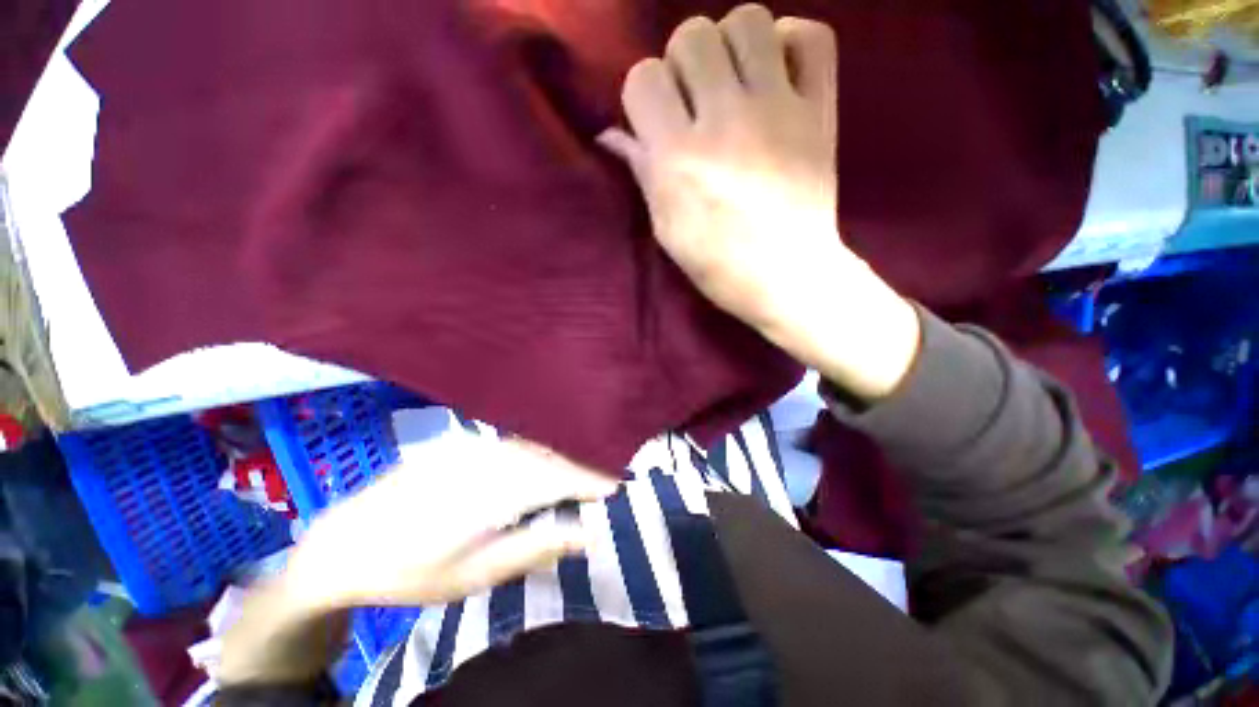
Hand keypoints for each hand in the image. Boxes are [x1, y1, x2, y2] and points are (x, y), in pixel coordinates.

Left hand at [221, 432, 617, 685]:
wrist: (344, 544)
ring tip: (585, 470)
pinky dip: (539, 451)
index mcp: (491, 490)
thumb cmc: (410, 571)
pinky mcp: (463, 443)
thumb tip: (585, 533)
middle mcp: (487, 457)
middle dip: (584, 464)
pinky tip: (547, 461)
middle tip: (609, 478)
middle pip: (550, 454)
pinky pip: (514, 442)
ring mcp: (473, 445)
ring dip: (563, 456)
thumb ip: (534, 547)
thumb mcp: (474, 575)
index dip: (592, 479)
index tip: (620, 487)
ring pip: (534, 445)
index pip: (558, 476)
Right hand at [601, 4, 918, 399]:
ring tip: (736, 81)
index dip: (644, 96)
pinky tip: (778, 72)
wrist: (787, 277)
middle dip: (683, 63)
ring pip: (747, 21)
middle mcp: (724, 120)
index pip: (642, 78)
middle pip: (691, 35)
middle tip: (696, 100)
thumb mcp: (666, 228)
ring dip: (732, 44)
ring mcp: (778, 109)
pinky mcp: (819, 111)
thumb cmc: (717, 264)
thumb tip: (613, 133)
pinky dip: (792, 43)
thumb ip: (642, 172)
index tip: (657, 121)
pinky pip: (813, 38)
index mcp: (679, 158)